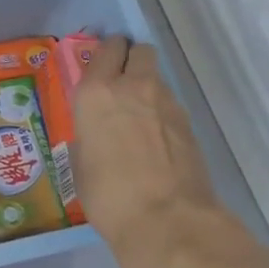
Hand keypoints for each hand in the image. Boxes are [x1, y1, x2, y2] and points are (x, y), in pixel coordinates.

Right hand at [72, 37, 229, 265]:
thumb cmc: (108, 195)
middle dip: (131, 58)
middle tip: (121, 82)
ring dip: (147, 87)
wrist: (166, 219)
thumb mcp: (80, 164)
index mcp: (96, 92)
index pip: (106, 49)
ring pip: (157, 76)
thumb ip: (87, 137)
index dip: (106, 53)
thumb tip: (95, 136)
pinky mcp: (188, 122)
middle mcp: (132, 86)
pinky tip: (155, 141)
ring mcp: (165, 102)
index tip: (100, 66)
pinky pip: (170, 104)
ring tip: (138, 118)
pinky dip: (162, 113)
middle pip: (139, 50)